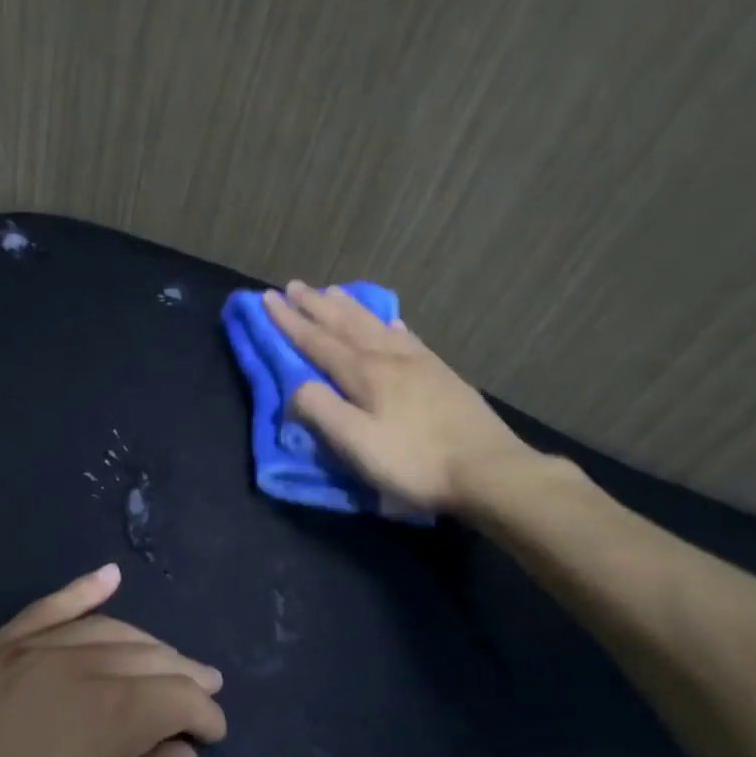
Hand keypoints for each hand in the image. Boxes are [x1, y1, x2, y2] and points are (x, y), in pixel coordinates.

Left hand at [0, 564, 225, 756]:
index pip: (175, 697)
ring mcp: (21, 653)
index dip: (203, 714)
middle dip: (181, 674)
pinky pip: (41, 611)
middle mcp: (70, 666)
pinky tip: (109, 577)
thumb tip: (180, 749)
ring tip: (167, 659)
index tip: (214, 734)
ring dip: (141, 643)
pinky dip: (78, 592)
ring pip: (99, 631)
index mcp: (107, 714)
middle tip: (204, 691)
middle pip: (143, 656)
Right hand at [262, 281, 548, 516]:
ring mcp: (419, 363)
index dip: (289, 321)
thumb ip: (321, 411)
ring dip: (350, 308)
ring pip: (375, 325)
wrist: (488, 470)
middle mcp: (389, 358)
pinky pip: (408, 338)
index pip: (317, 341)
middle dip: (316, 306)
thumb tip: (297, 387)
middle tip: (294, 286)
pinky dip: (390, 325)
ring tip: (333, 292)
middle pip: (345, 324)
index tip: (267, 298)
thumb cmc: (414, 462)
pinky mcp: (442, 375)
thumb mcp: (356, 444)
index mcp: (364, 374)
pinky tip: (391, 322)